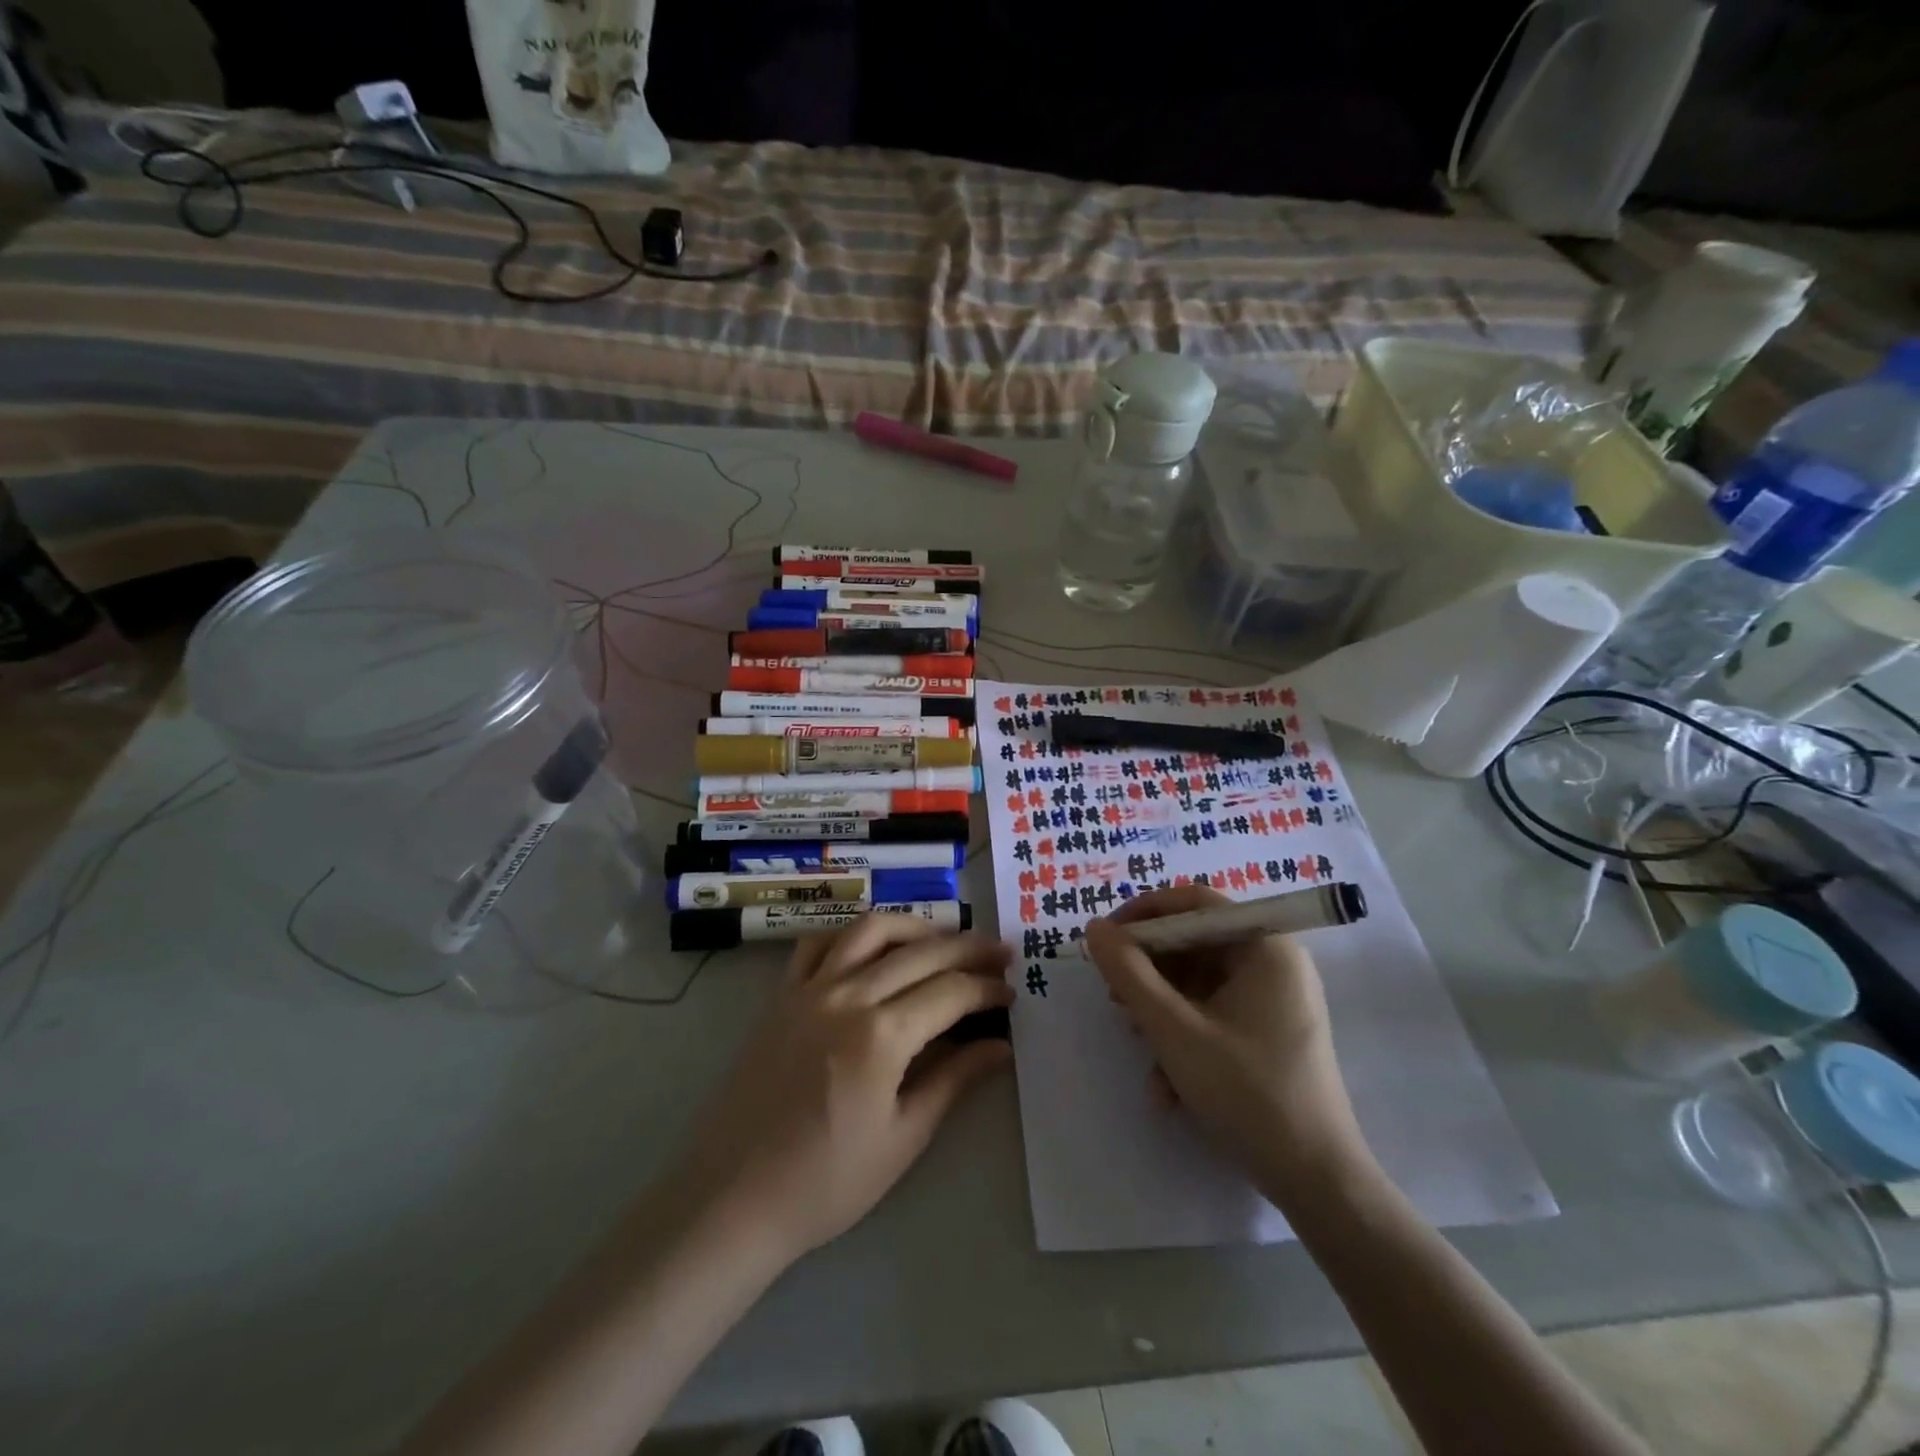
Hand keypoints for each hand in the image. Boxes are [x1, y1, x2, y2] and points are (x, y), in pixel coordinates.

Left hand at [672, 914, 1013, 1265]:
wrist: (734, 1197)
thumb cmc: (826, 1182)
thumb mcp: (903, 1138)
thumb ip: (954, 1080)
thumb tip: (1001, 1046)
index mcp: (882, 1035)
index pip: (951, 992)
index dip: (987, 988)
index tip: (1011, 993)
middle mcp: (848, 995)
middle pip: (920, 952)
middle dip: (968, 948)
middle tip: (999, 953)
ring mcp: (810, 988)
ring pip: (871, 930)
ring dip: (914, 927)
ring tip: (943, 939)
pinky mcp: (782, 994)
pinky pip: (819, 943)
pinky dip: (852, 934)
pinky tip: (872, 947)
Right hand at [1085, 885, 1370, 1195]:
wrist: (1318, 1184)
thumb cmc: (1247, 1093)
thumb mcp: (1174, 1030)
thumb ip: (1129, 973)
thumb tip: (1094, 928)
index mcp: (1265, 947)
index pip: (1195, 903)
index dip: (1144, 914)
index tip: (1106, 938)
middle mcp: (1274, 963)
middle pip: (1195, 943)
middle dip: (1149, 969)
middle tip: (1114, 996)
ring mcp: (1275, 1000)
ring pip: (1199, 983)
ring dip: (1161, 1009)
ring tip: (1136, 1040)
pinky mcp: (1269, 1033)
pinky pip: (1215, 1014)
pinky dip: (1185, 1036)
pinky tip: (1167, 1084)